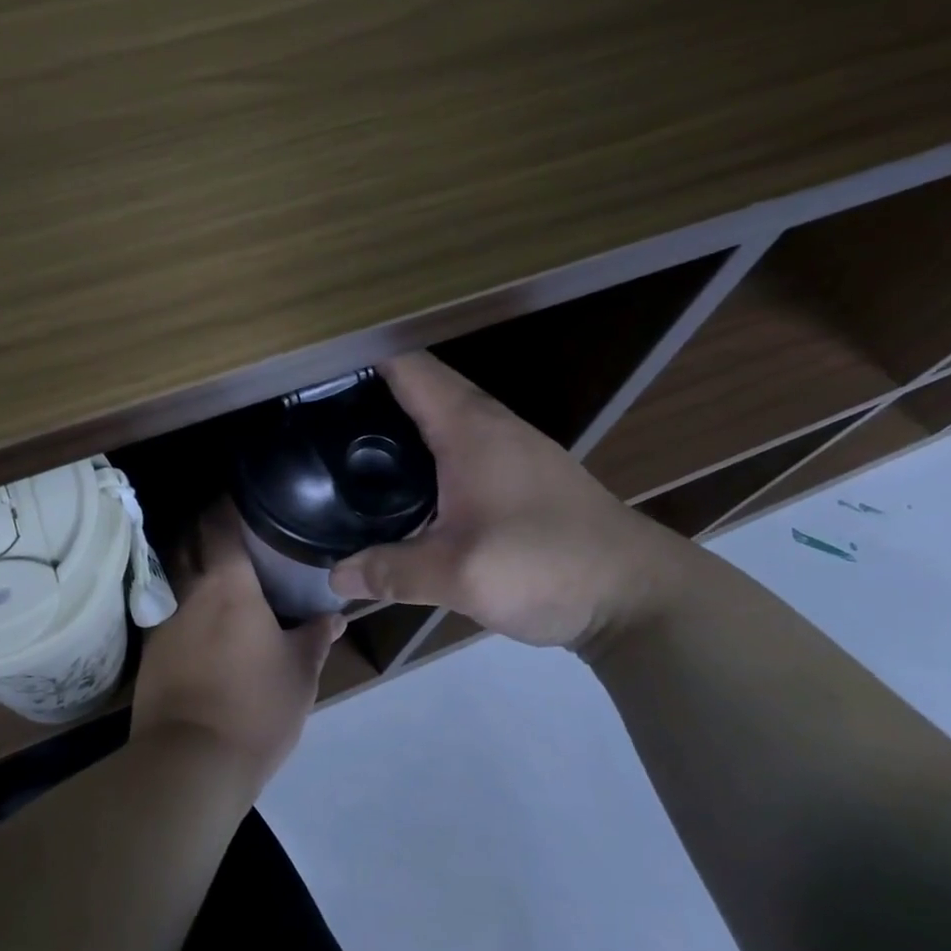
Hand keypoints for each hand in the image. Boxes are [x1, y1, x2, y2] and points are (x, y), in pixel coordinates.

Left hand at [131, 507, 344, 795]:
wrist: (190, 763)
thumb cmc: (255, 708)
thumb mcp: (300, 673)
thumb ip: (315, 637)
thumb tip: (334, 615)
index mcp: (228, 585)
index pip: (219, 524)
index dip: (225, 503)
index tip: (240, 493)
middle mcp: (189, 590)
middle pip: (186, 539)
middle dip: (202, 523)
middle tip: (227, 523)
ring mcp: (163, 619)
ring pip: (170, 570)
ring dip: (186, 557)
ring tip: (210, 560)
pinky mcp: (149, 649)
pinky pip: (163, 604)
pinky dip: (177, 594)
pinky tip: (193, 609)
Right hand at [327, 353, 689, 649]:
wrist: (637, 594)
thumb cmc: (547, 565)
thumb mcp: (459, 575)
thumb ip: (392, 572)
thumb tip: (335, 578)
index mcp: (468, 426)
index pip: (406, 365)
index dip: (359, 356)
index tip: (313, 367)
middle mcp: (488, 423)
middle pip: (419, 384)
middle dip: (367, 387)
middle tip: (314, 408)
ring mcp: (508, 446)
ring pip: (439, 413)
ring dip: (396, 416)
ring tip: (345, 437)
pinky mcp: (518, 473)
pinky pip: (456, 441)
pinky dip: (421, 444)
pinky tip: (401, 479)